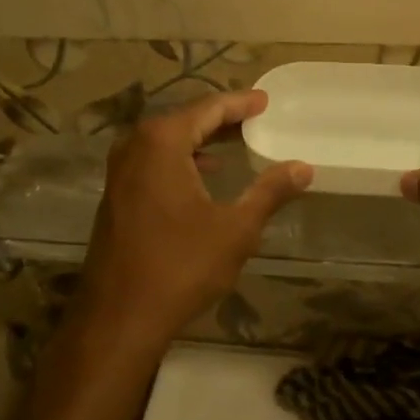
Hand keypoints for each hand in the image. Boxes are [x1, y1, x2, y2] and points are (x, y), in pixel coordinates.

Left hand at [75, 92, 310, 346]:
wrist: (119, 318)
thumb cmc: (181, 266)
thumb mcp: (236, 228)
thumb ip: (270, 192)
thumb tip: (303, 167)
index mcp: (162, 143)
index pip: (208, 109)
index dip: (239, 104)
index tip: (265, 101)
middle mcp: (135, 147)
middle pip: (185, 120)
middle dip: (220, 119)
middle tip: (254, 117)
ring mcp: (120, 173)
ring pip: (167, 143)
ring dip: (201, 140)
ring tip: (236, 142)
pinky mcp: (116, 197)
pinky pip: (154, 162)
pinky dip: (182, 160)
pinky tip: (204, 176)